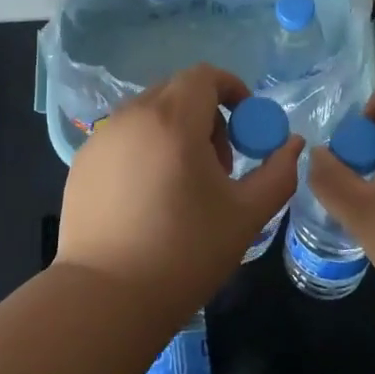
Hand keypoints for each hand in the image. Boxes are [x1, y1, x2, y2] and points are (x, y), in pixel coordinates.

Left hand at [57, 64, 303, 314]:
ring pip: (148, 113)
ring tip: (183, 185)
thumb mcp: (246, 214)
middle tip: (219, 164)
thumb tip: (293, 144)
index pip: (204, 76)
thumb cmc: (185, 252)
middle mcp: (132, 116)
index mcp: (172, 119)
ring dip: (175, 131)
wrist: (106, 298)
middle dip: (206, 114)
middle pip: (176, 91)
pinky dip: (145, 148)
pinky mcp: (81, 162)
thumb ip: (278, 172)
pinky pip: (123, 137)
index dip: (232, 90)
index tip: (246, 126)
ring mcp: (101, 138)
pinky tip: (148, 198)